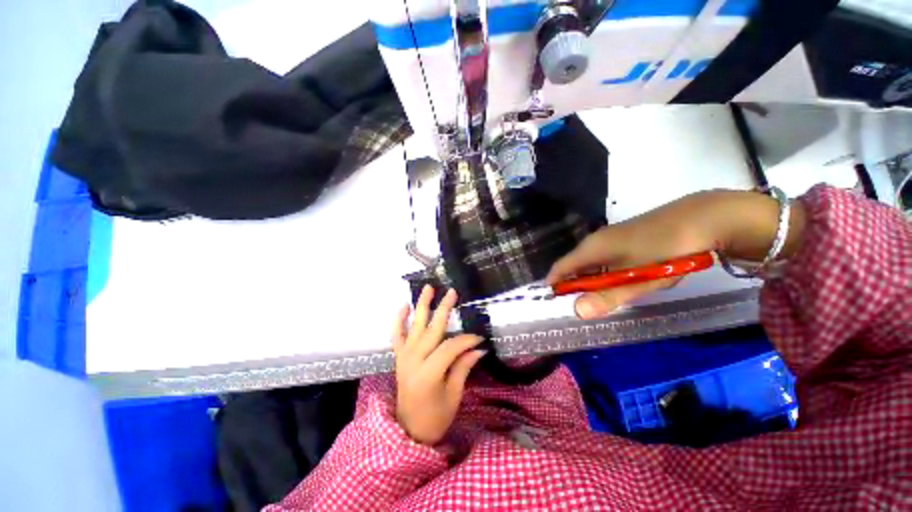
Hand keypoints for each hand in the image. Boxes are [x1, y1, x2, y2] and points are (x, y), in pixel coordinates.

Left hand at [392, 286, 485, 444]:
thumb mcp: (453, 396)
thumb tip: (478, 348)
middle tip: (453, 292)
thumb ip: (463, 367)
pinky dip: (399, 320)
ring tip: (428, 288)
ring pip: (414, 326)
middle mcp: (413, 361)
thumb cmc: (434, 418)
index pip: (450, 347)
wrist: (408, 430)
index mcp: (428, 374)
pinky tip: (404, 306)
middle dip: (444, 309)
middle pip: (432, 329)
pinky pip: (397, 335)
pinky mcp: (399, 357)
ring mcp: (404, 357)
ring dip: (421, 305)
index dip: (466, 340)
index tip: (479, 338)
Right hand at [547, 190, 805, 319]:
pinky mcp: (625, 236)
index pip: (561, 267)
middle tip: (585, 304)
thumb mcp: (636, 279)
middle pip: (574, 265)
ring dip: (592, 279)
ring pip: (591, 262)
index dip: (554, 283)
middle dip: (575, 285)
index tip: (553, 300)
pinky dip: (606, 271)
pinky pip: (605, 257)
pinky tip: (624, 278)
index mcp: (592, 248)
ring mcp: (611, 237)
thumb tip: (577, 311)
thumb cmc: (665, 250)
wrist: (703, 217)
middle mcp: (596, 241)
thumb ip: (606, 296)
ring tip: (606, 295)